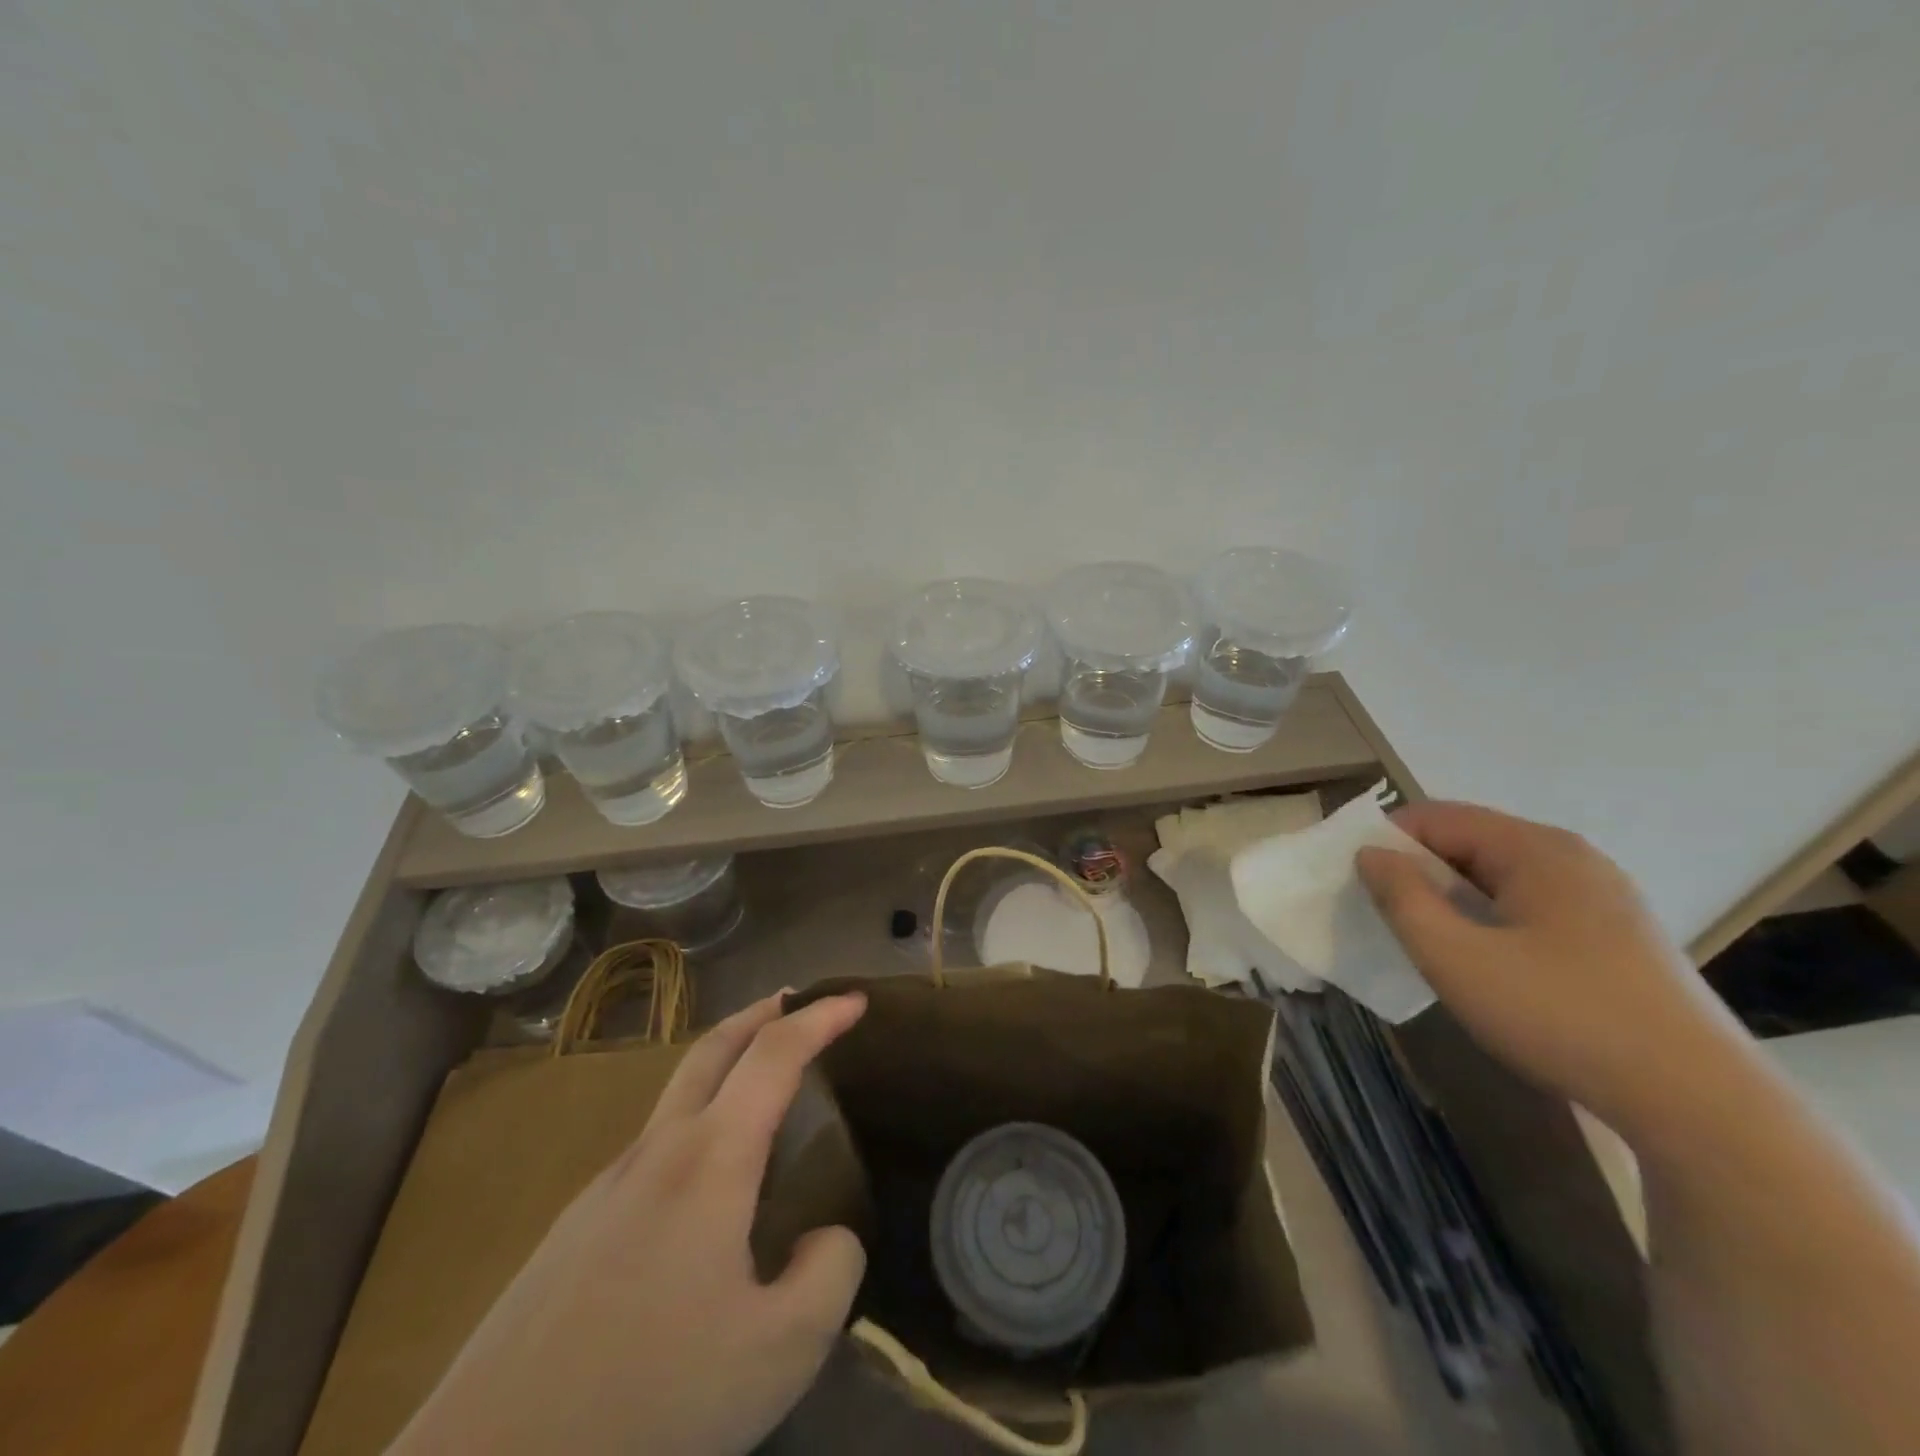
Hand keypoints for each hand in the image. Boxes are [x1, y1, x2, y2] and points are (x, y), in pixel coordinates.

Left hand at [390, 990, 868, 1455]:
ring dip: (724, 1069)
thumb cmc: (648, 1399)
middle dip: (761, 1014)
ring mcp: (605, 1186)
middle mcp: (656, 1150)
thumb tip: (827, 1236)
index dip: (820, 1018)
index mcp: (710, 1158)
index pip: (775, 1054)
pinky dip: (693, 1128)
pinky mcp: (572, 1229)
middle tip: (797, 1003)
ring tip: (759, 1098)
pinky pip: (650, 1150)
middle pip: (712, 1049)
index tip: (856, 999)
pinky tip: (700, 1194)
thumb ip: (830, 1273)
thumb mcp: (780, 1352)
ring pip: (677, 1097)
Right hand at [1356, 802, 1744, 1135]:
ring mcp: (1603, 898)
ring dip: (1454, 899)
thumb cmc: (1560, 1016)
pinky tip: (1489, 965)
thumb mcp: (1454, 957)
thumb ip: (1402, 898)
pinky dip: (1492, 919)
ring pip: (1500, 877)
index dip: (1387, 842)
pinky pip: (1532, 906)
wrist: (1700, 1105)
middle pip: (1470, 842)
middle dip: (1419, 872)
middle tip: (1388, 917)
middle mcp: (1573, 858)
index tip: (1358, 883)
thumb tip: (1371, 855)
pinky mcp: (1619, 937)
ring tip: (1432, 944)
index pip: (1436, 816)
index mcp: (1536, 849)